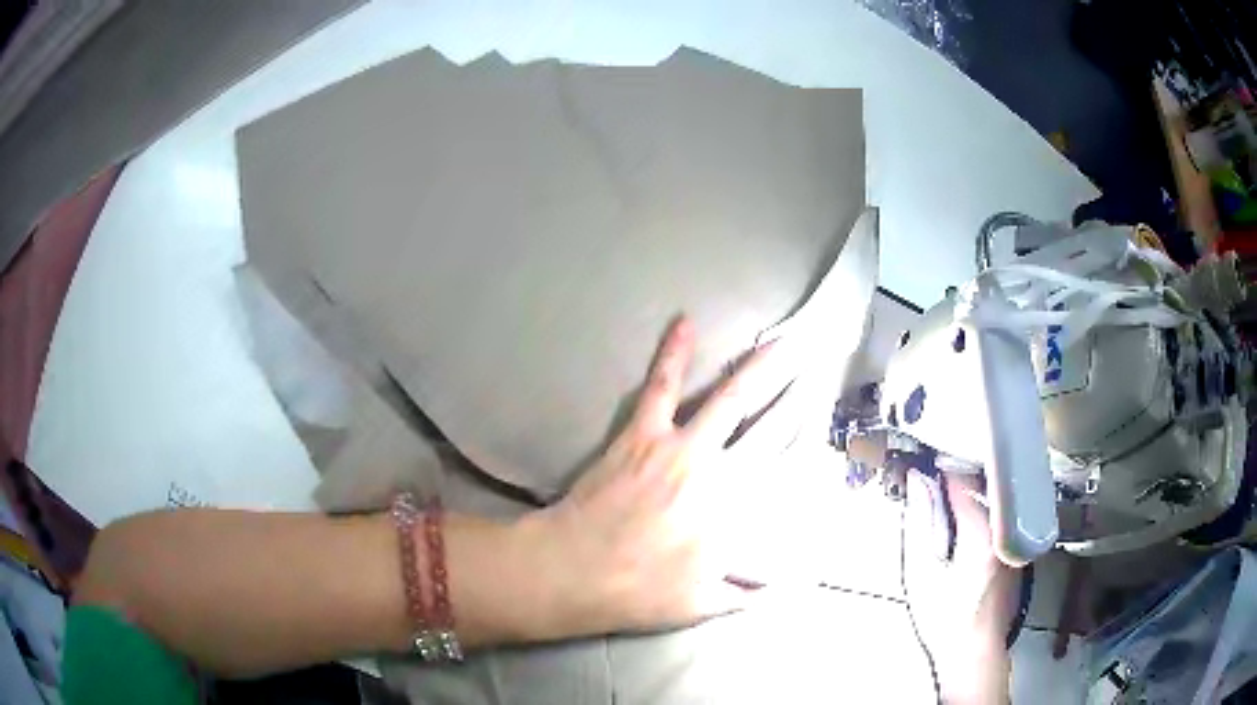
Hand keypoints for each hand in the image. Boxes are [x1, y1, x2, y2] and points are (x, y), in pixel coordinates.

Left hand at [522, 316, 795, 638]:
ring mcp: (679, 448)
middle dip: (798, 398)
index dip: (807, 446)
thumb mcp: (700, 606)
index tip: (824, 426)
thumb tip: (781, 589)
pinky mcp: (641, 433)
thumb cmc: (637, 592)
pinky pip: (661, 387)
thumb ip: (744, 596)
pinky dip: (673, 354)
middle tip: (819, 369)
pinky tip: (686, 322)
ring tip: (784, 342)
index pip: (784, 474)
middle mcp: (719, 475)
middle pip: (770, 428)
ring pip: (730, 399)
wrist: (573, 570)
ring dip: (760, 368)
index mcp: (736, 515)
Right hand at [904, 471, 1022, 703]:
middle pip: (982, 487)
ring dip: (968, 497)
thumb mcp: (920, 574)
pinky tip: (963, 531)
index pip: (963, 481)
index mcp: (983, 532)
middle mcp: (1005, 528)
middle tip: (929, 488)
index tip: (922, 466)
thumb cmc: (943, 618)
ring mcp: (1014, 539)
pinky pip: (998, 519)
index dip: (941, 469)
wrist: (974, 653)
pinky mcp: (1016, 551)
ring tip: (943, 507)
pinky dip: (981, 514)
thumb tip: (917, 483)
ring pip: (992, 502)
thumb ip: (918, 524)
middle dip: (955, 482)